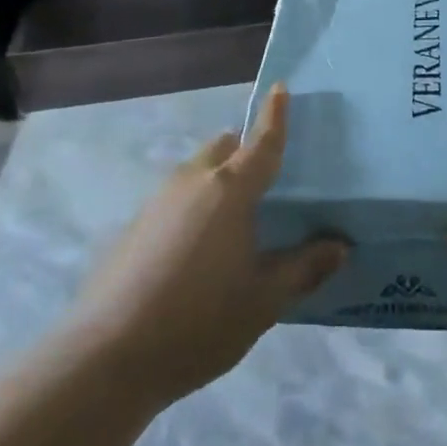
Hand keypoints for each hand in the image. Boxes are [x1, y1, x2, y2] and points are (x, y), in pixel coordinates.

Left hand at [69, 85, 346, 407]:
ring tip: (236, 221)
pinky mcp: (134, 228)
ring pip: (197, 173)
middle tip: (267, 178)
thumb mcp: (264, 300)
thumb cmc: (199, 320)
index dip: (275, 115)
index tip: (280, 87)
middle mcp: (193, 183)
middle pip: (223, 148)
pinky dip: (195, 206)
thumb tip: (340, 245)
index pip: (261, 142)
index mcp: (230, 190)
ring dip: (218, 180)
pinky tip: (199, 252)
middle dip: (244, 150)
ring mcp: (157, 203)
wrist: (106, 358)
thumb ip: (304, 268)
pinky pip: (176, 200)